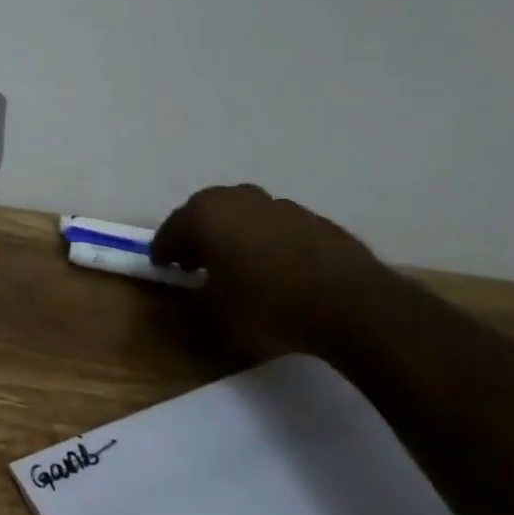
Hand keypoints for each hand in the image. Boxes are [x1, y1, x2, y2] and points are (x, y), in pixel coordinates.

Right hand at [151, 185, 395, 363]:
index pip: (171, 231)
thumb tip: (193, 293)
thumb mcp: (218, 316)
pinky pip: (273, 227)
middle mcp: (236, 198)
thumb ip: (197, 300)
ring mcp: (276, 204)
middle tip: (194, 262)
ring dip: (233, 236)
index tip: (162, 267)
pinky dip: (265, 242)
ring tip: (237, 266)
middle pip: (204, 215)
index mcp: (204, 215)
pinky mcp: (310, 217)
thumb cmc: (269, 307)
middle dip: (196, 236)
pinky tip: (274, 268)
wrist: (351, 303)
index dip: (164, 251)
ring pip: (241, 216)